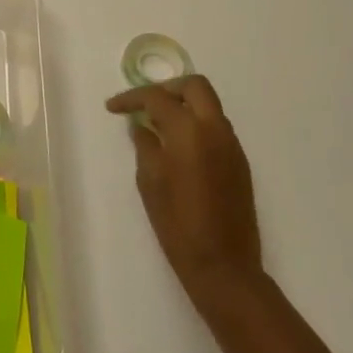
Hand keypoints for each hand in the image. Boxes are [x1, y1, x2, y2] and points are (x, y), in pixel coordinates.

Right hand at [107, 76, 263, 318]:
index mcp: (190, 131)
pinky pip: (216, 127)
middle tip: (144, 105)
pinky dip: (196, 124)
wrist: (224, 266)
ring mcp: (232, 145)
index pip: (157, 97)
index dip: (131, 98)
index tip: (113, 108)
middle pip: (194, 86)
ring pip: (208, 105)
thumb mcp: (150, 181)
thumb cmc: (178, 224)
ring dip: (183, 105)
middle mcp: (216, 129)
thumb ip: (145, 145)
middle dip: (167, 89)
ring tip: (157, 126)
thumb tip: (142, 127)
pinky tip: (177, 146)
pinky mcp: (240, 162)